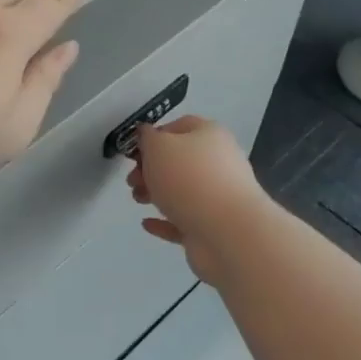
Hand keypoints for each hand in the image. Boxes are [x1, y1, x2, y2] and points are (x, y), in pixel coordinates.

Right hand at [126, 115, 272, 283]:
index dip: (153, 137)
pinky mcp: (212, 227)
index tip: (133, 153)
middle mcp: (218, 162)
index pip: (178, 127)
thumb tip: (146, 136)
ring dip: (155, 194)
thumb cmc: (189, 179)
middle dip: (150, 169)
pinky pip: (184, 220)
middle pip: (178, 161)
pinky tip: (147, 223)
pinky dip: (164, 221)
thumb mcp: (158, 147)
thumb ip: (147, 138)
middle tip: (132, 180)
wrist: (228, 232)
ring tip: (137, 200)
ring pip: (180, 191)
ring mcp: (218, 197)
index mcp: (209, 135)